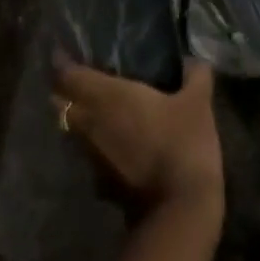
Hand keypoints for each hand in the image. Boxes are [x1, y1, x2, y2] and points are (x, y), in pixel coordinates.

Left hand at [54, 57, 223, 215]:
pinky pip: (88, 152)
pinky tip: (116, 139)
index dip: (61, 62)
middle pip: (61, 102)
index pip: (67, 75)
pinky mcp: (99, 181)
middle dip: (65, 89)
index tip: (65, 51)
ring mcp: (91, 155)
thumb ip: (195, 75)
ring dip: (79, 117)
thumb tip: (193, 60)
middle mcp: (89, 123)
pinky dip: (95, 142)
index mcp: (107, 96)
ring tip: (100, 106)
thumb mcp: (198, 103)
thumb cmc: (183, 143)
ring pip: (72, 129)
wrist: (179, 209)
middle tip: (83, 77)